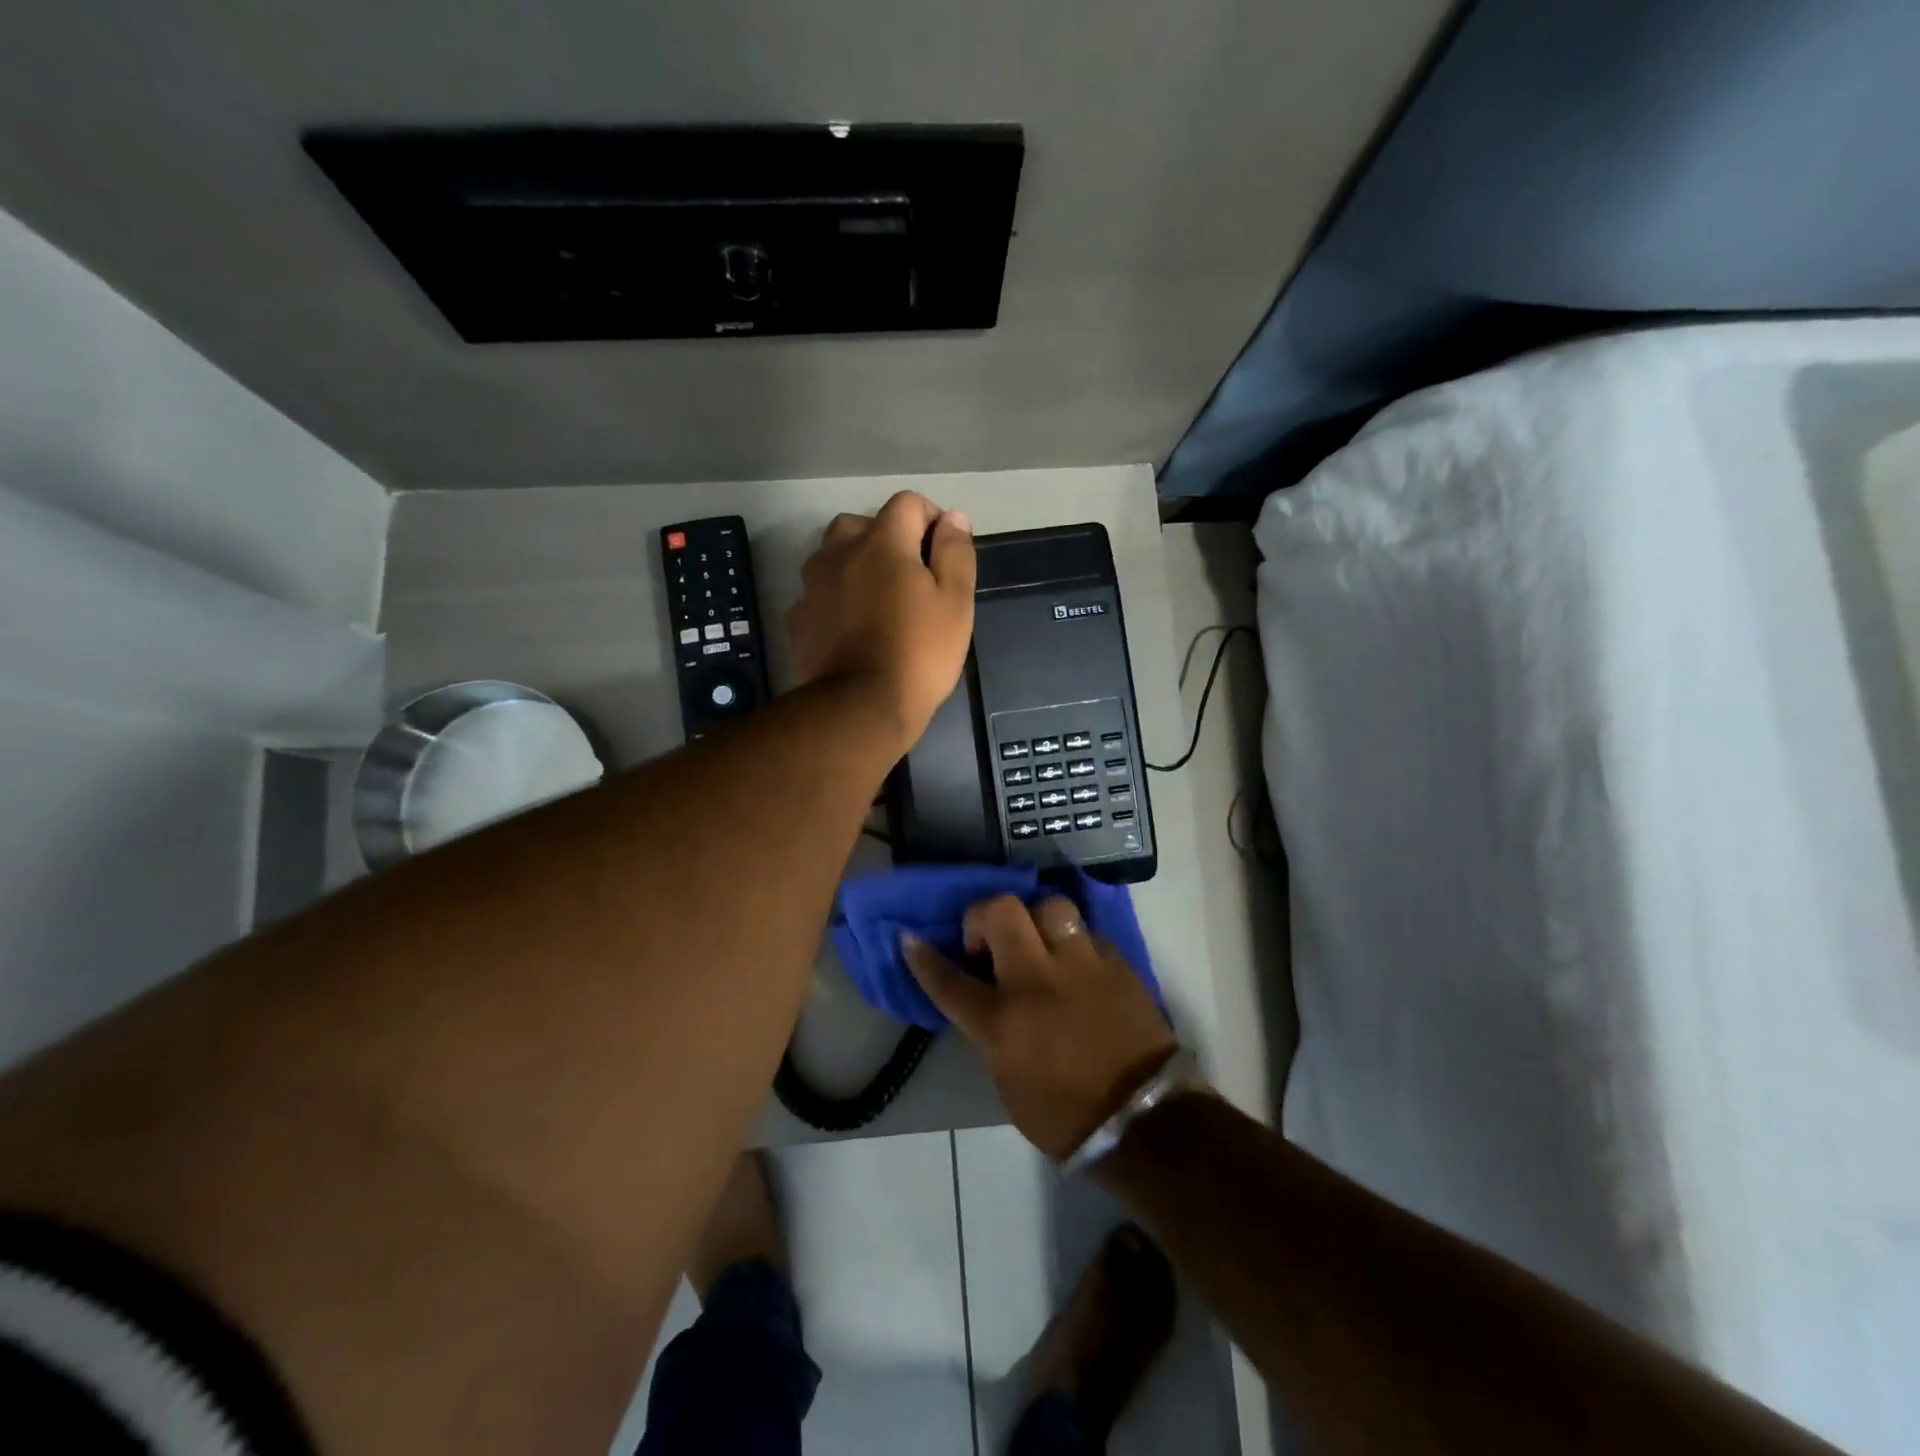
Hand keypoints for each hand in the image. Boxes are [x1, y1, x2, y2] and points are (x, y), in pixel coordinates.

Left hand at [786, 492, 976, 748]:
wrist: (862, 707)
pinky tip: (849, 627)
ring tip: (876, 600)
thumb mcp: (956, 602)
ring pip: (832, 557)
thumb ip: (955, 552)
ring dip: (854, 565)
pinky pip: (818, 595)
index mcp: (882, 542)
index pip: (907, 503)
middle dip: (886, 539)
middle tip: (909, 576)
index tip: (942, 552)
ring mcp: (812, 586)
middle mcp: (839, 553)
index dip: (930, 519)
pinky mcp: (798, 619)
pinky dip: (834, 600)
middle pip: (861, 524)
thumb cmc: (919, 652)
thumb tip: (953, 517)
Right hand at [903, 895, 1179, 1160]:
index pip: (949, 979)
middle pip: (1000, 912)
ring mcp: (1080, 965)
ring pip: (1049, 906)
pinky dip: (1073, 942)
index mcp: (1002, 1020)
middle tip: (988, 938)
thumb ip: (991, 1029)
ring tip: (1037, 940)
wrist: (1142, 1120)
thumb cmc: (1063, 1114)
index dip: (923, 957)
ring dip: (1035, 918)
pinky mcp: (1115, 963)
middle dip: (983, 915)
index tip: (909, 938)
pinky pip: (1085, 932)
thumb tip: (986, 998)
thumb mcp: (1006, 1078)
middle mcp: (1036, 981)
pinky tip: (1075, 962)